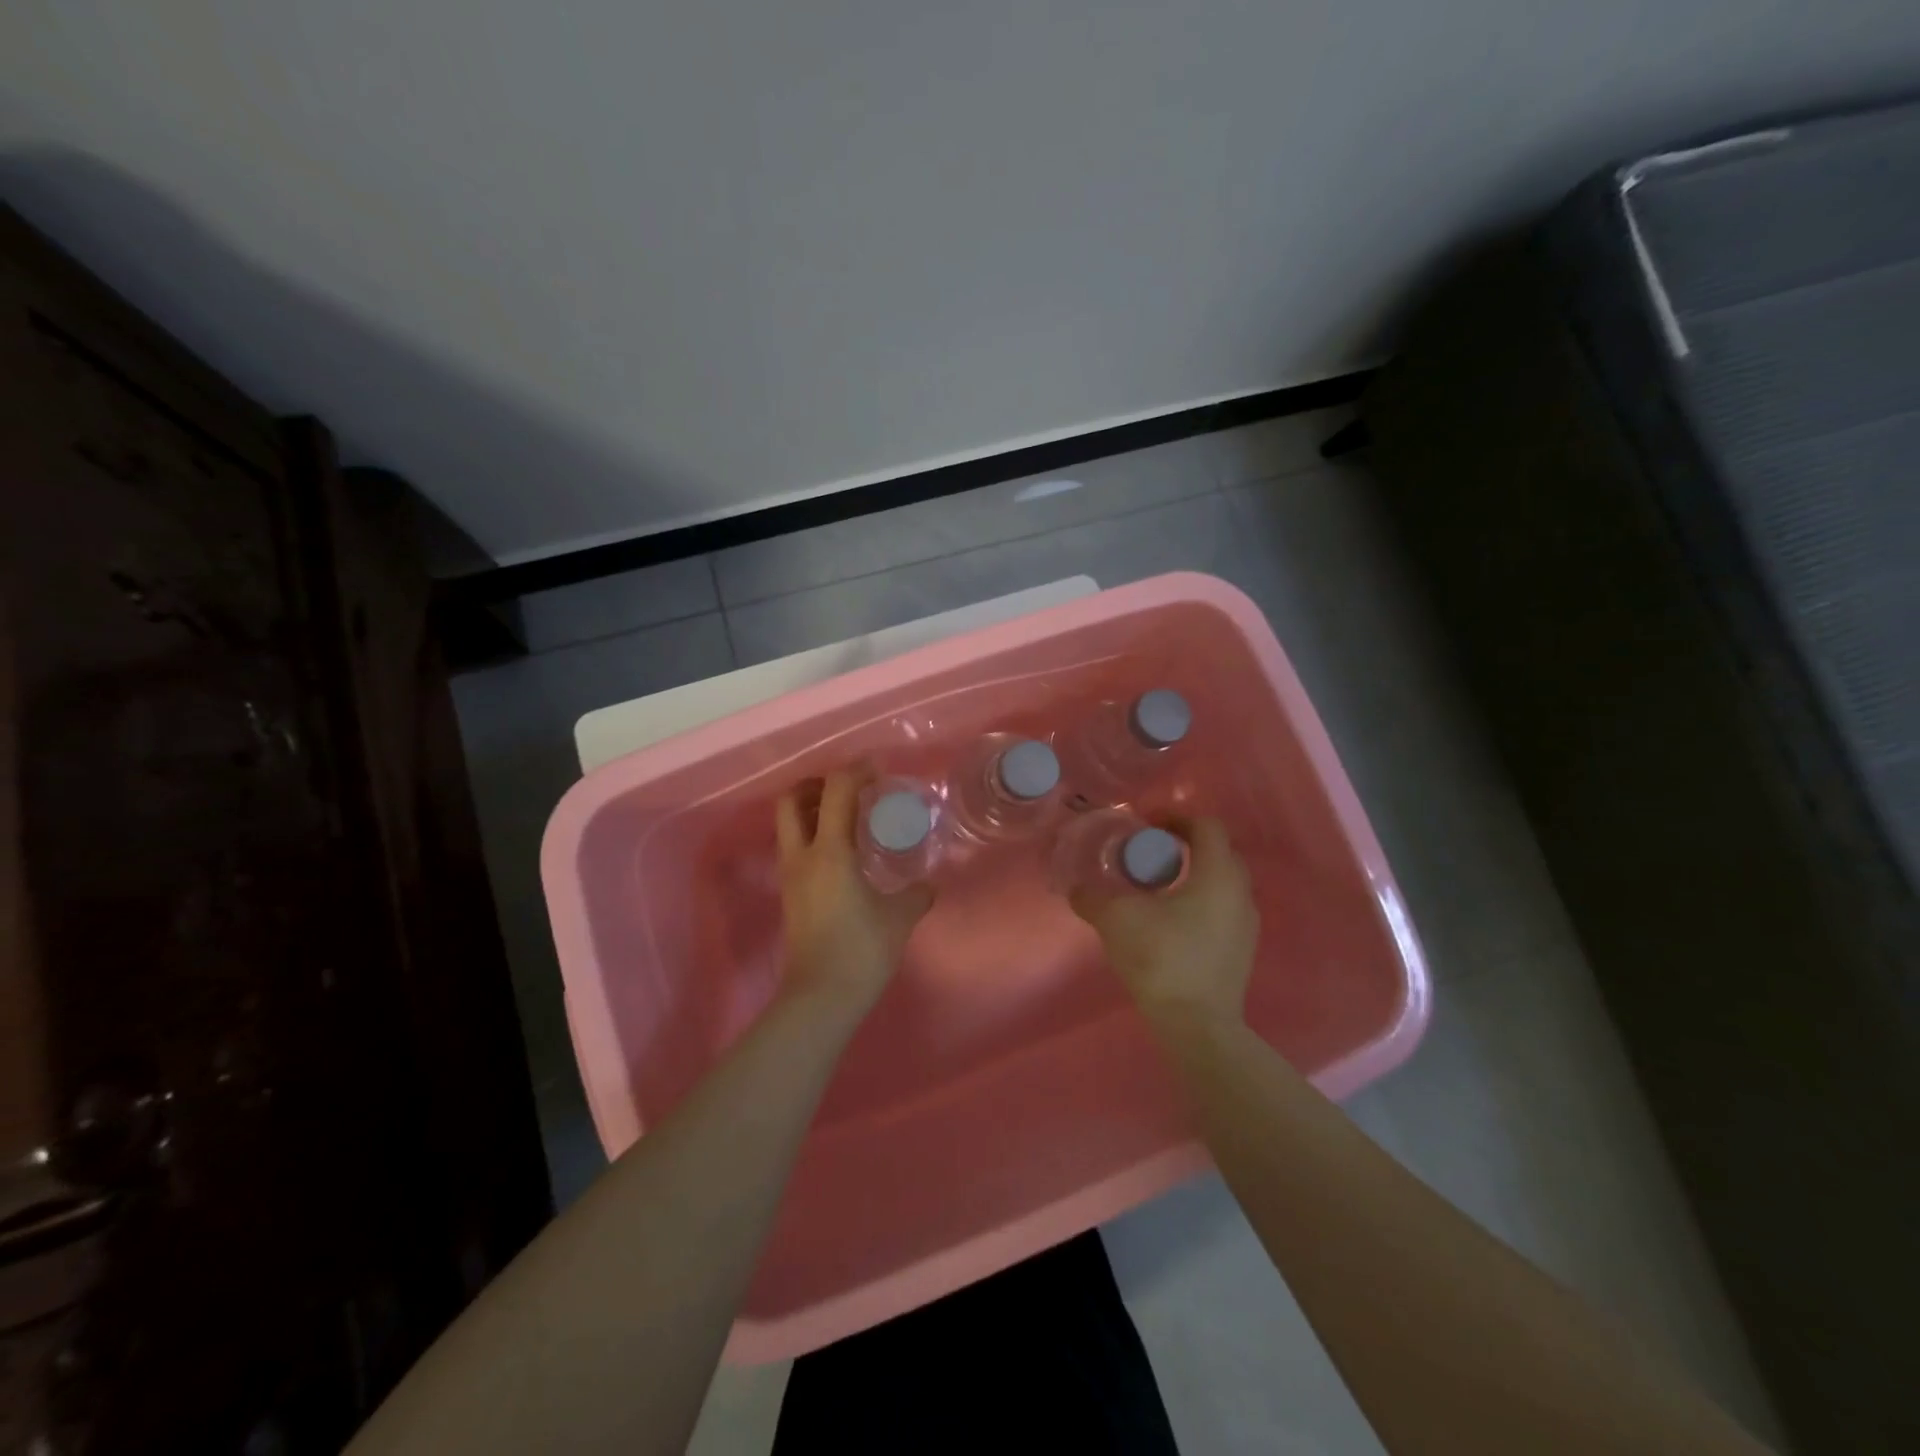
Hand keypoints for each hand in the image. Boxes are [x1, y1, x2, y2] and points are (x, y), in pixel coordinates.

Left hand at [775, 767, 934, 1014]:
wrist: (821, 997)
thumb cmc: (861, 950)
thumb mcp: (899, 918)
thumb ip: (916, 894)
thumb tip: (928, 886)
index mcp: (830, 851)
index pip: (835, 791)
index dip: (856, 771)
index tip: (878, 770)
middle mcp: (802, 856)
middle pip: (791, 800)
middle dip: (817, 784)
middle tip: (850, 788)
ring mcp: (791, 876)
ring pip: (789, 825)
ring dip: (812, 809)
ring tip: (848, 816)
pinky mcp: (790, 894)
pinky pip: (796, 847)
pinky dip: (814, 834)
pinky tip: (844, 851)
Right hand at [1070, 817, 1258, 1029]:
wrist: (1198, 1026)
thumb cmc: (1162, 959)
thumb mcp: (1116, 920)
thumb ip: (1092, 897)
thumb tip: (1076, 887)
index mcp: (1217, 874)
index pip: (1207, 825)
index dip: (1175, 817)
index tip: (1146, 825)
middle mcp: (1240, 892)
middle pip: (1217, 851)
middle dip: (1184, 844)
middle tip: (1150, 852)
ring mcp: (1246, 923)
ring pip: (1221, 882)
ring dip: (1192, 874)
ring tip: (1157, 887)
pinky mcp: (1242, 949)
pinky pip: (1222, 908)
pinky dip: (1199, 901)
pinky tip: (1170, 921)